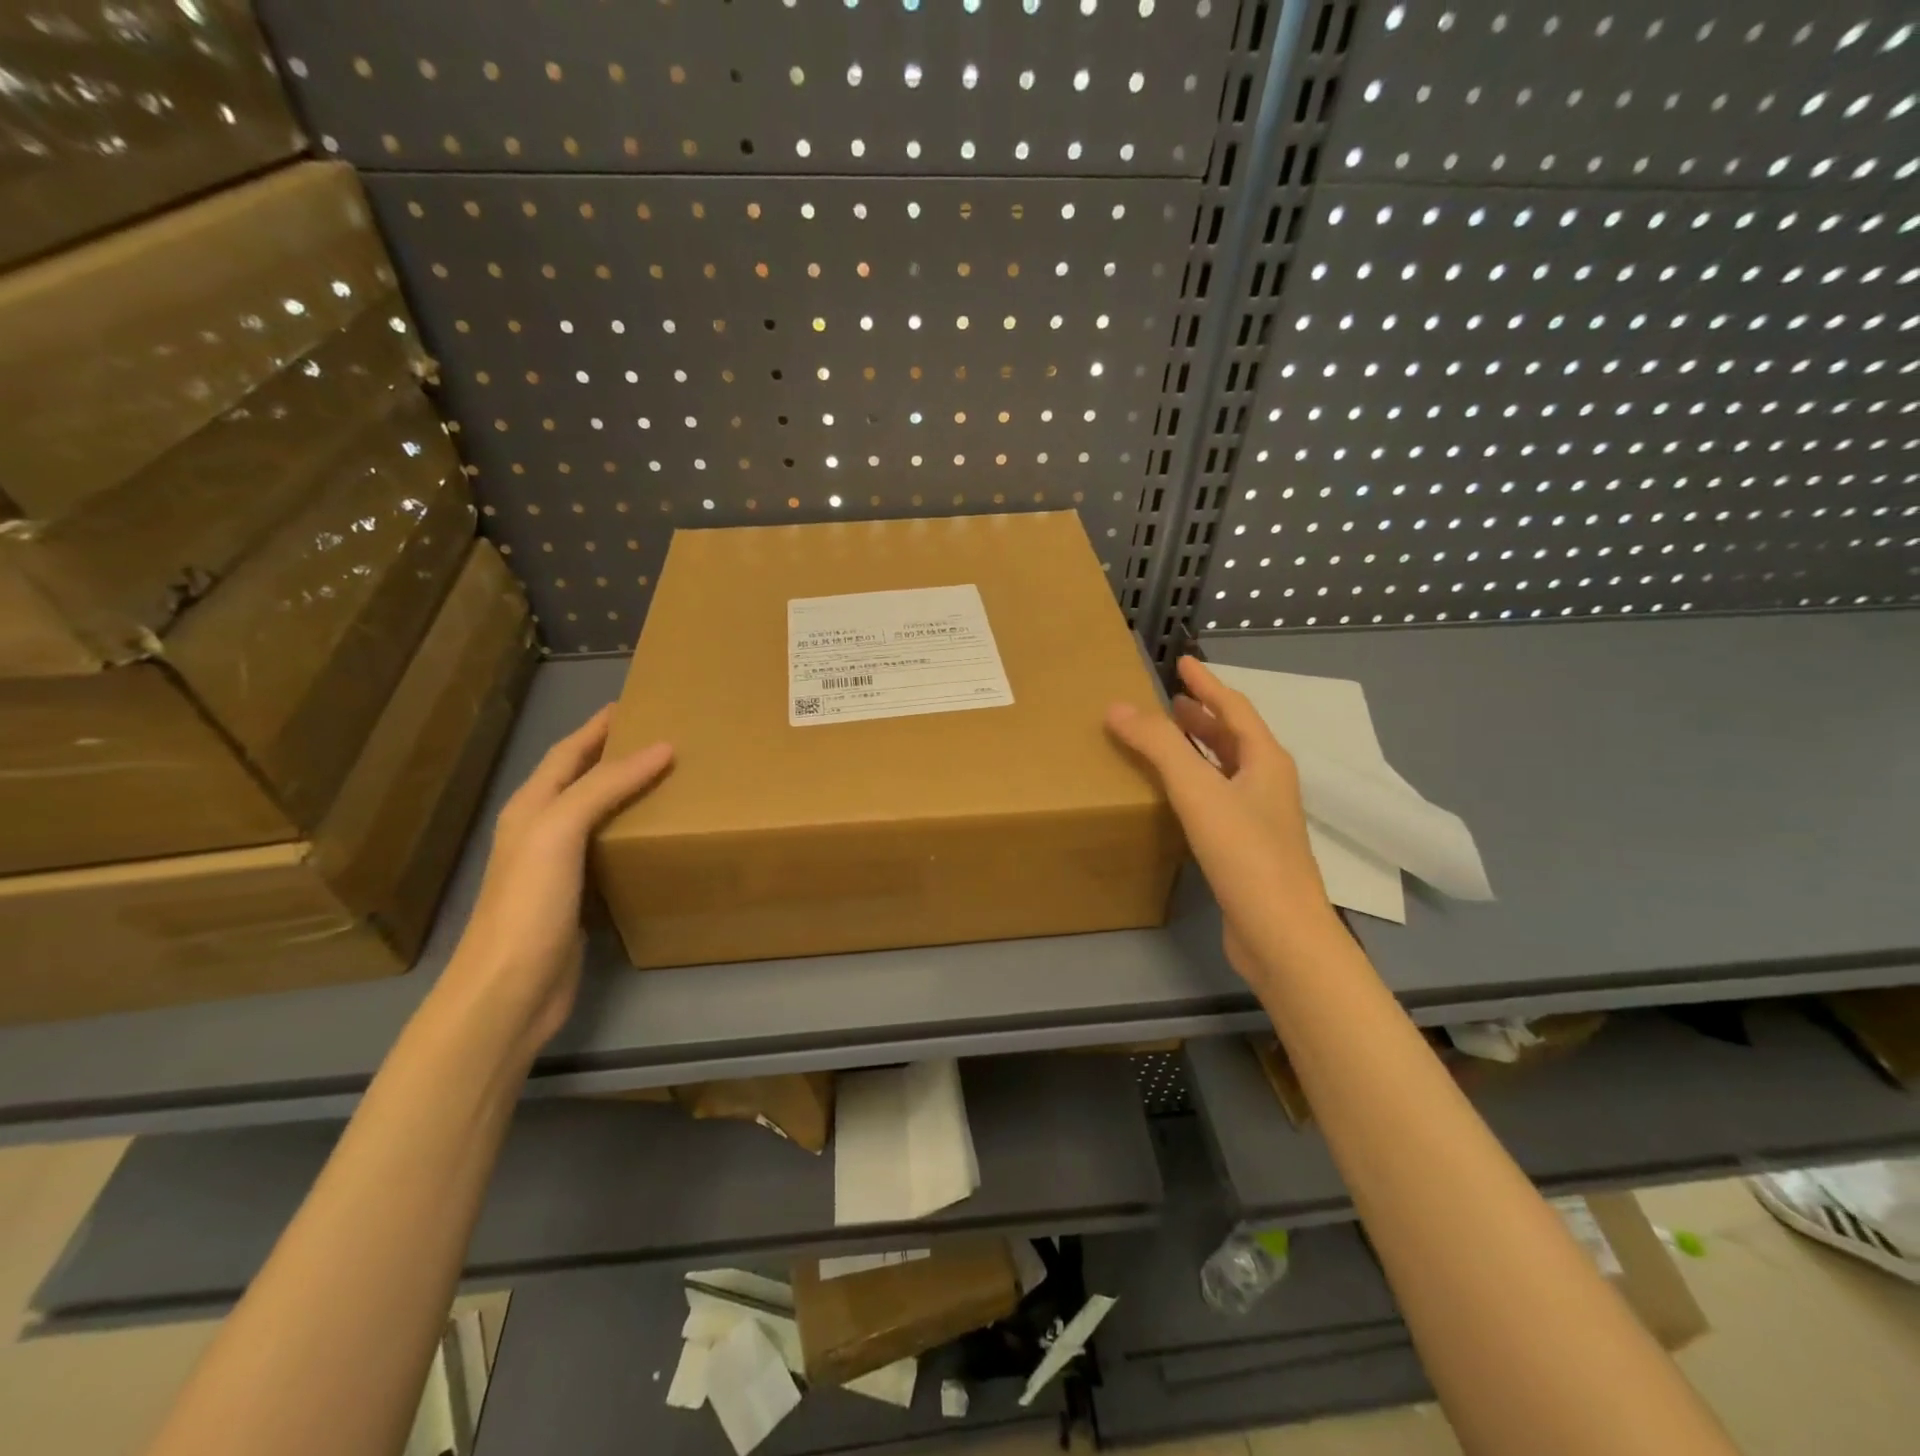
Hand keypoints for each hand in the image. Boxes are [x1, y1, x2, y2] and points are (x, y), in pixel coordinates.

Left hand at [446, 706, 672, 1053]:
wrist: (509, 990)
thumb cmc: (530, 904)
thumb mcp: (560, 831)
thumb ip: (605, 786)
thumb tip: (662, 747)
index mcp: (531, 808)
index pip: (567, 753)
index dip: (597, 726)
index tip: (634, 704)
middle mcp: (540, 831)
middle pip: (581, 780)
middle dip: (615, 754)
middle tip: (664, 738)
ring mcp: (557, 868)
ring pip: (597, 815)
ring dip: (628, 793)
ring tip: (671, 780)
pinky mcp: (577, 899)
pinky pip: (609, 850)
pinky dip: (633, 834)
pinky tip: (657, 837)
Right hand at [1106, 657, 1333, 985]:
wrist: (1279, 932)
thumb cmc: (1244, 853)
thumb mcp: (1198, 790)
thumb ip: (1159, 746)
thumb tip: (1117, 707)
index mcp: (1265, 761)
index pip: (1234, 708)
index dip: (1206, 683)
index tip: (1182, 662)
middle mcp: (1268, 783)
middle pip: (1233, 737)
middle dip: (1203, 715)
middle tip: (1171, 701)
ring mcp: (1260, 818)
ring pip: (1226, 769)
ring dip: (1199, 748)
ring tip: (1168, 738)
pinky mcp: (1246, 848)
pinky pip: (1217, 798)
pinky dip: (1195, 782)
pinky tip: (1174, 795)